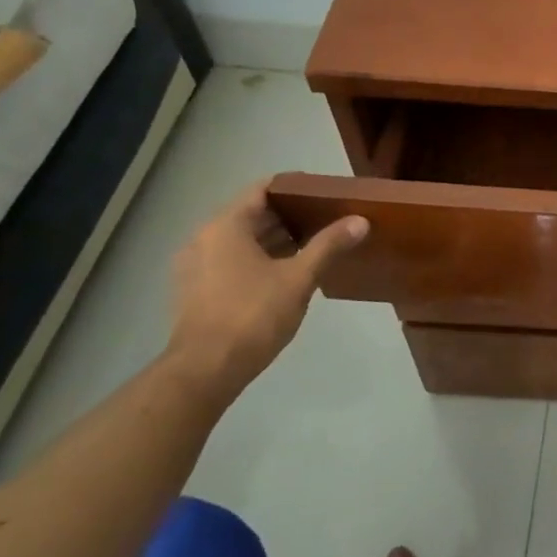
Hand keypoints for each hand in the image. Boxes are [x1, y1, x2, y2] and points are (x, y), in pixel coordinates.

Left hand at [164, 183, 368, 396]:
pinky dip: (259, 259)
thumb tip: (360, 220)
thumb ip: (329, 245)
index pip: (263, 189)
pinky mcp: (196, 290)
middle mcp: (204, 238)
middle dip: (290, 215)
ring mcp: (196, 266)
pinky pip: (232, 260)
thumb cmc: (252, 315)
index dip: (295, 186)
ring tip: (314, 245)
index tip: (325, 192)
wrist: (205, 370)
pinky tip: (287, 273)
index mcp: (225, 226)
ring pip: (242, 240)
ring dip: (276, 239)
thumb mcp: (299, 278)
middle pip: (252, 214)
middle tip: (327, 218)